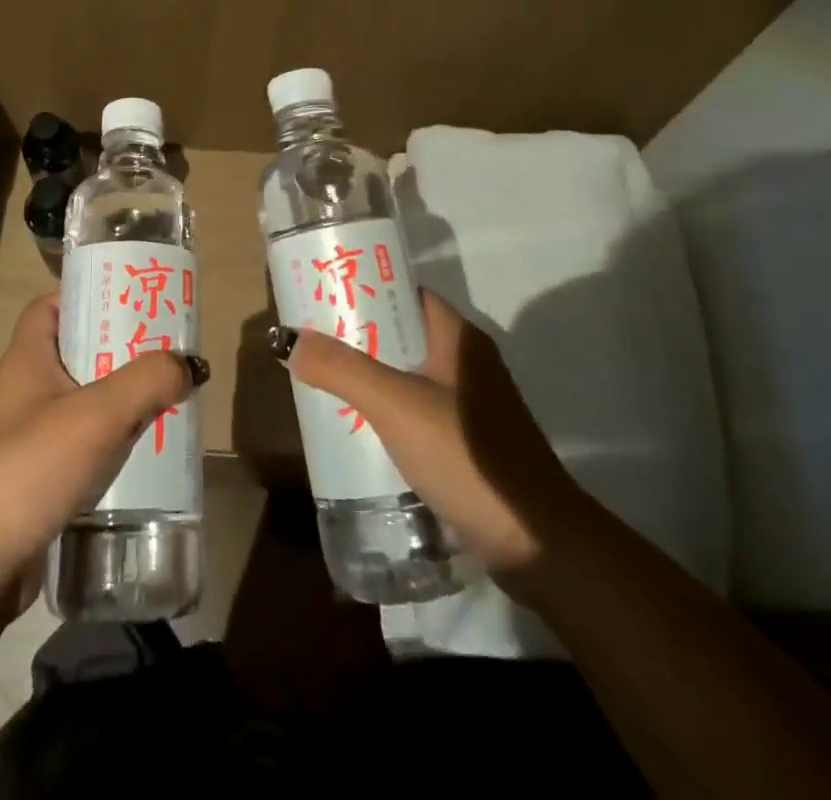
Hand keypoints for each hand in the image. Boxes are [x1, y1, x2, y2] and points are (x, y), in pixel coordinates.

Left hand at [0, 293, 205, 608]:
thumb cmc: (30, 469)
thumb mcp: (97, 415)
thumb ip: (147, 381)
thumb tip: (190, 363)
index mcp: (29, 359)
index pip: (51, 306)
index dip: (87, 294)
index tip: (130, 298)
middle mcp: (29, 390)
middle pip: (79, 350)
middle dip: (122, 347)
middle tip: (166, 347)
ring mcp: (34, 434)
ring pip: (89, 398)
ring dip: (126, 395)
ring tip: (170, 393)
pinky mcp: (44, 474)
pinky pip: (89, 441)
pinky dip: (118, 438)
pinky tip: (150, 446)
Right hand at [278, 289, 587, 592]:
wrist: (539, 543)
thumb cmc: (468, 456)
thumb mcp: (396, 406)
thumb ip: (343, 370)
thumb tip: (292, 342)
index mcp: (458, 339)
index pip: (406, 293)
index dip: (366, 287)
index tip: (323, 293)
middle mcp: (467, 363)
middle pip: (403, 334)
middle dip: (358, 336)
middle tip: (311, 341)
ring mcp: (471, 405)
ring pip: (408, 375)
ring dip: (370, 376)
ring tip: (323, 381)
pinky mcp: (469, 443)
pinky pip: (417, 411)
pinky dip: (387, 411)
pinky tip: (357, 428)